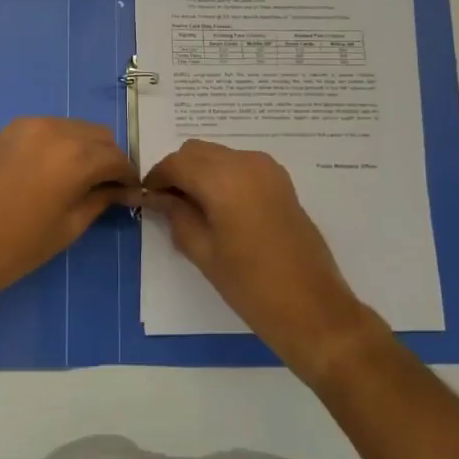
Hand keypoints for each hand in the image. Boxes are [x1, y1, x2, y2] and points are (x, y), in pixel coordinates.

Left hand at [0, 117, 138, 306]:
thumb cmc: (19, 245)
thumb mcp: (70, 226)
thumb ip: (100, 199)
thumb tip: (121, 190)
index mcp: (76, 156)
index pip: (117, 157)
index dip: (128, 176)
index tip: (129, 193)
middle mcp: (55, 130)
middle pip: (98, 135)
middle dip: (108, 158)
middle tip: (106, 186)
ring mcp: (28, 126)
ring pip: (73, 128)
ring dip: (84, 148)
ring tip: (78, 178)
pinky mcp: (7, 130)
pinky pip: (47, 128)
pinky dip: (59, 143)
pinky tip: (51, 169)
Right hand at [144, 140, 372, 378]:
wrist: (312, 307)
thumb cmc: (250, 285)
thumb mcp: (203, 252)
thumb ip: (176, 216)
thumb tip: (159, 198)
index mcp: (223, 180)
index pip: (176, 163)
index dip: (156, 178)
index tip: (146, 198)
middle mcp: (245, 163)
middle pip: (197, 151)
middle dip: (178, 171)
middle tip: (168, 204)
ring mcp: (267, 169)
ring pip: (219, 155)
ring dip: (200, 171)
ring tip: (193, 208)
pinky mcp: (281, 181)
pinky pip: (240, 164)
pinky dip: (222, 175)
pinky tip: (219, 207)